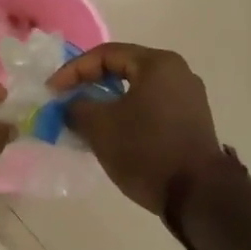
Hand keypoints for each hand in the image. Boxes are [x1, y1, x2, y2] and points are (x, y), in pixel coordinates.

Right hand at [50, 43, 221, 214]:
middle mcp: (177, 71)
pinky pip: (152, 106)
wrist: (198, 195)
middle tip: (67, 101)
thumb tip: (70, 105)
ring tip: (86, 119)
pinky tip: (113, 132)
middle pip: (124, 68)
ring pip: (138, 90)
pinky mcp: (192, 120)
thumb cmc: (147, 151)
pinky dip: (129, 113)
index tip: (52, 91)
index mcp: (157, 63)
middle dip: (91, 84)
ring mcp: (189, 97)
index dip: (73, 70)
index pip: (106, 54)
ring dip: (109, 101)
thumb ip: (77, 108)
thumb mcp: (101, 127)